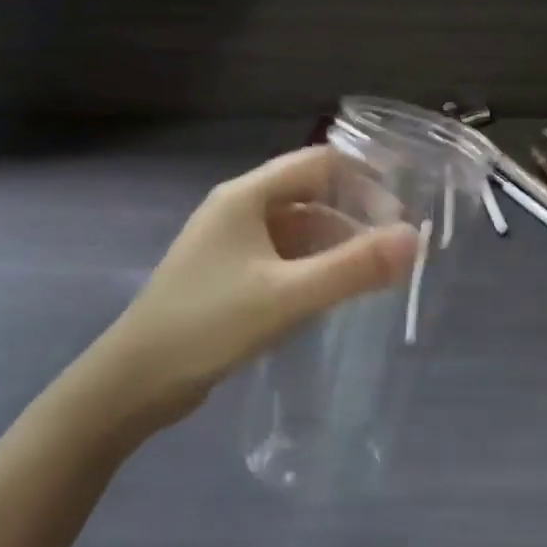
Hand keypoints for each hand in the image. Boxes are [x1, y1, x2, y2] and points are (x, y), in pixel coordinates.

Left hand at [96, 147, 418, 412]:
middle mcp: (238, 209)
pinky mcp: (228, 275)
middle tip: (395, 246)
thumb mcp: (287, 296)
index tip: (402, 207)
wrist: (132, 383)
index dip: (363, 178)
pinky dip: (312, 266)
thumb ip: (353, 267)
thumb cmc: (208, 325)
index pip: (319, 163)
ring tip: (374, 272)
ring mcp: (230, 244)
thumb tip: (414, 239)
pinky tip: (333, 292)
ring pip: (297, 229)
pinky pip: (282, 257)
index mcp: (246, 196)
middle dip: (354, 215)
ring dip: (335, 243)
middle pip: (309, 194)